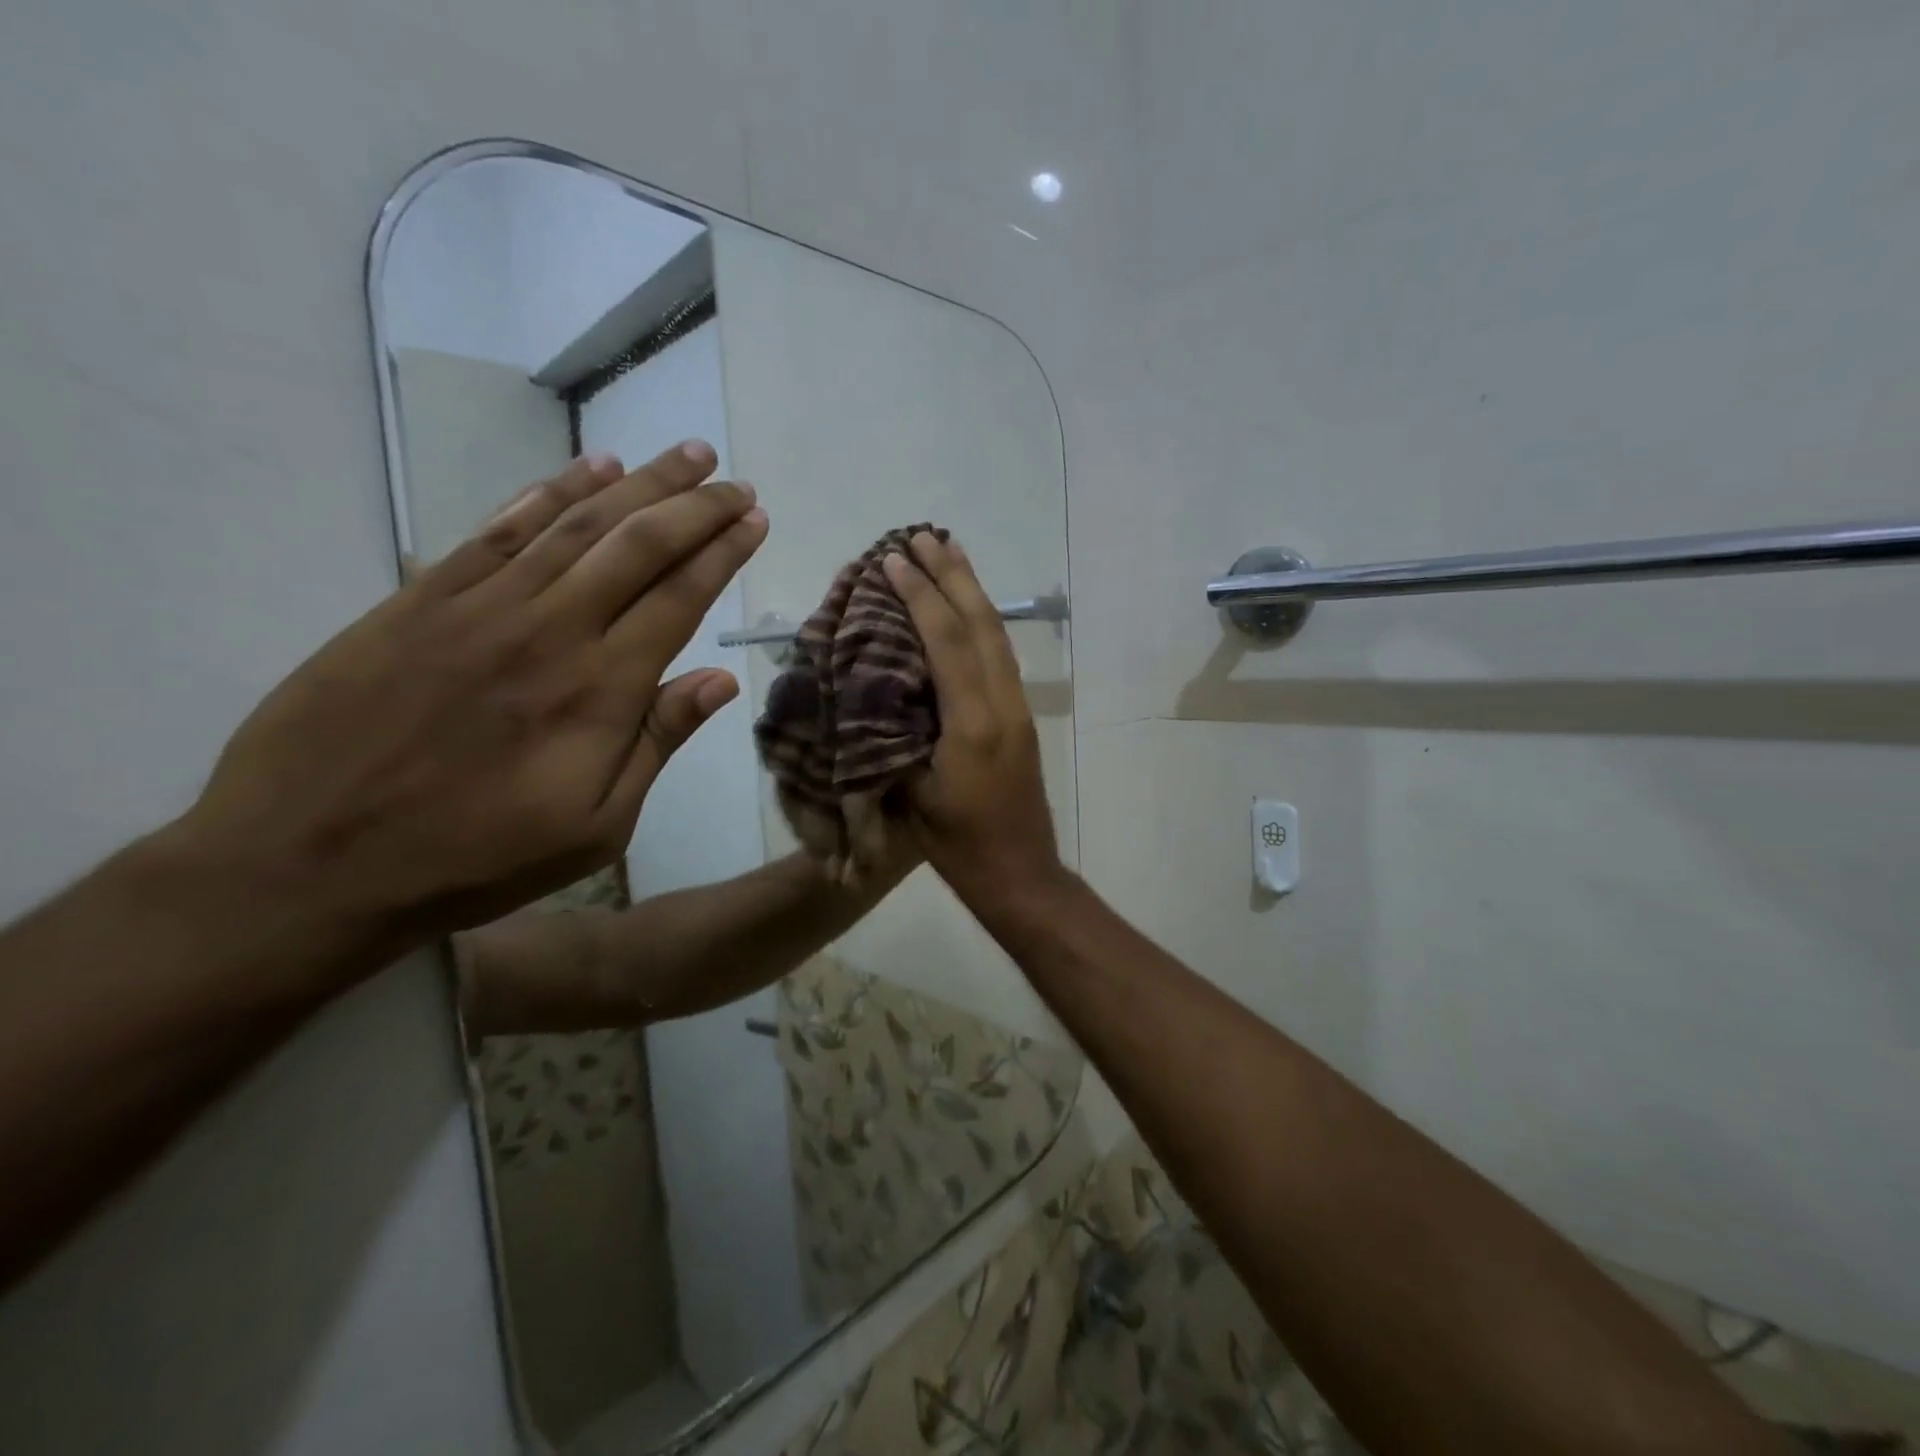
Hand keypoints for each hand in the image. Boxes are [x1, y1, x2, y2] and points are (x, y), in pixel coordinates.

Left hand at [174, 442, 765, 962]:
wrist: (309, 861)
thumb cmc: (476, 857)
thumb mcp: (597, 827)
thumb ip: (657, 742)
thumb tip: (721, 679)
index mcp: (600, 690)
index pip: (680, 597)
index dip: (723, 552)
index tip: (754, 520)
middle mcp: (551, 630)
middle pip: (638, 545)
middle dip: (696, 506)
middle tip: (735, 481)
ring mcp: (481, 606)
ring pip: (576, 524)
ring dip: (639, 484)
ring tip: (685, 457)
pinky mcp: (422, 599)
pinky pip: (498, 529)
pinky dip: (549, 492)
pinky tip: (589, 469)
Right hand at [882, 532, 1061, 902]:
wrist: (1020, 875)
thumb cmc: (959, 846)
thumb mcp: (914, 796)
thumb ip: (896, 737)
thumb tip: (874, 689)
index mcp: (973, 724)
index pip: (947, 644)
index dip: (921, 598)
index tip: (894, 561)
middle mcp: (1003, 705)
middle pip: (981, 625)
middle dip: (952, 576)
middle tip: (924, 536)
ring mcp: (1018, 709)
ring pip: (997, 636)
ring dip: (972, 591)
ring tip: (948, 554)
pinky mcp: (1021, 718)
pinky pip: (1001, 655)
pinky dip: (980, 622)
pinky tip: (967, 611)